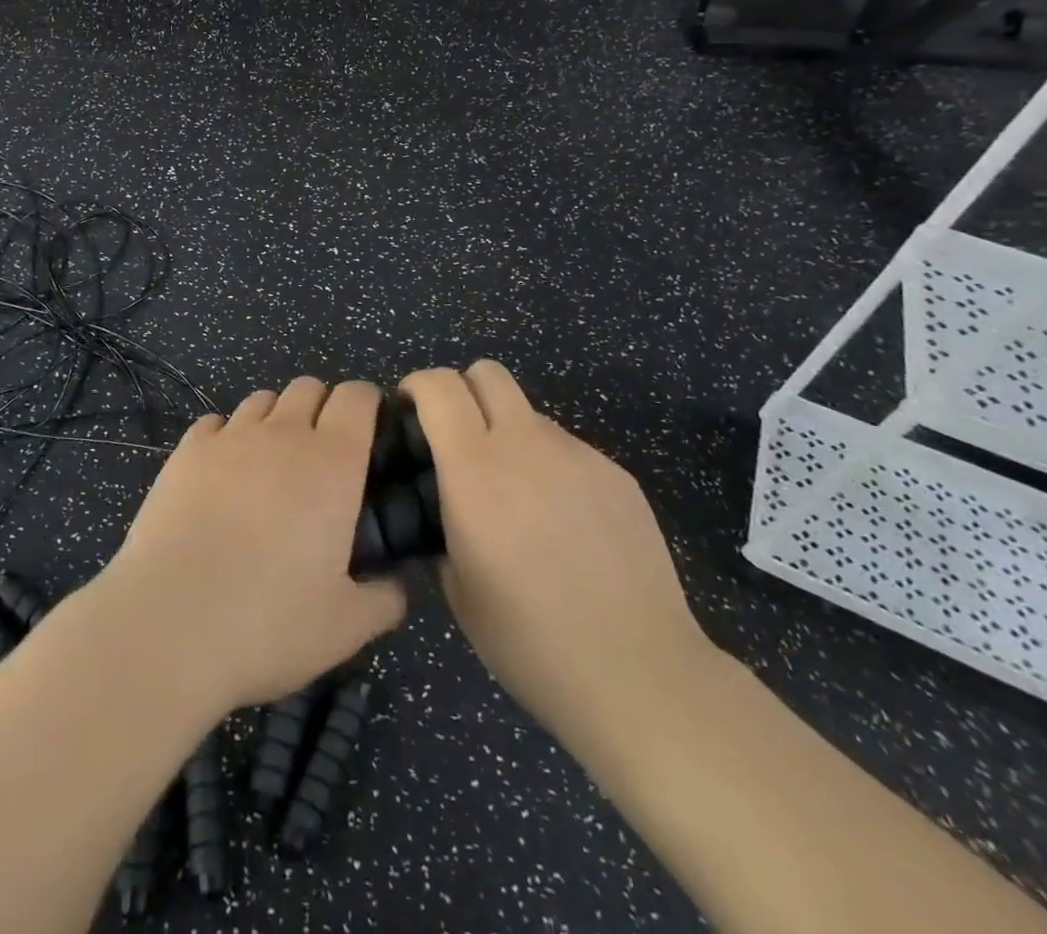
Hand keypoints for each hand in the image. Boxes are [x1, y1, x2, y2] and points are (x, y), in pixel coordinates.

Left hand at [98, 378, 406, 713]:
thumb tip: (395, 587)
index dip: (367, 404)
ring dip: (276, 419)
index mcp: (333, 462)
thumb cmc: (269, 622)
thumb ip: (383, 599)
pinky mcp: (186, 451)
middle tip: (321, 457)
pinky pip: (216, 422)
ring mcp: (230, 437)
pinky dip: (227, 437)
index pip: (357, 397)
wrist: (170, 622)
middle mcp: (284, 434)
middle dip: (322, 408)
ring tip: (271, 464)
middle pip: (309, 388)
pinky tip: (223, 474)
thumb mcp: (345, 627)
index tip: (369, 432)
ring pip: (262, 399)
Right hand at [403, 361, 714, 763]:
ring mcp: (578, 455)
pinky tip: (562, 523)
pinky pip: (567, 449)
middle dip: (462, 391)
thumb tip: (444, 503)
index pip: (439, 386)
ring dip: (508, 434)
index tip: (408, 412)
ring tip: (516, 496)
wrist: (638, 673)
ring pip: (529, 413)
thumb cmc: (529, 640)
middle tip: (455, 439)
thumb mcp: (456, 587)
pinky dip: (549, 466)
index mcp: (474, 469)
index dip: (417, 386)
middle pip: (487, 373)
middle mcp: (525, 444)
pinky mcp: (616, 474)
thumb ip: (442, 524)